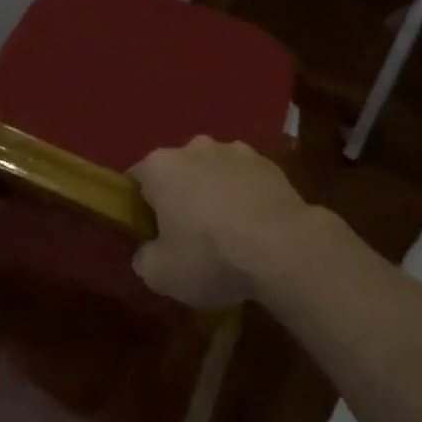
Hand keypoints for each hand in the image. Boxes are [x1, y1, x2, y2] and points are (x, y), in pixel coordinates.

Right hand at [128, 138, 315, 307]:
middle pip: (178, 171)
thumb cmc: (210, 256)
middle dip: (180, 196)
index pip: (137, 179)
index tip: (150, 232)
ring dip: (215, 193)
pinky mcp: (269, 163)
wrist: (283, 247)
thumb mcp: (161, 274)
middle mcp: (195, 148)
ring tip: (228, 232)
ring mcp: (236, 151)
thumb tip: (147, 252)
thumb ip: (144, 259)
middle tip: (188, 235)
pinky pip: (246, 179)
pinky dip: (245, 196)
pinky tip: (255, 227)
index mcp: (161, 166)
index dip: (140, 206)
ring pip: (214, 171)